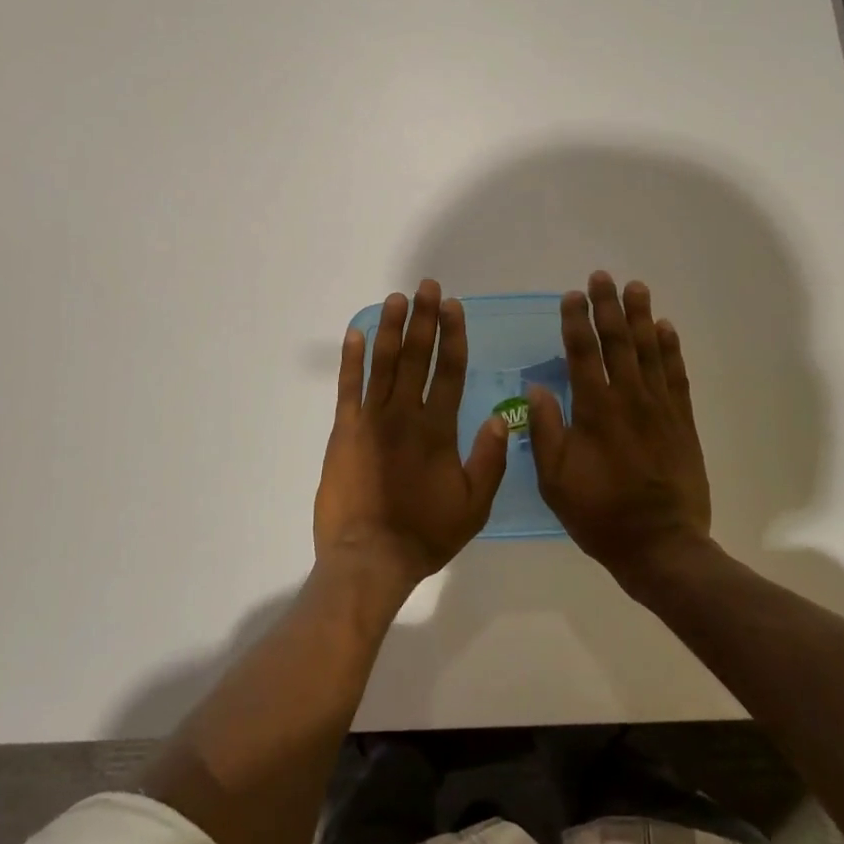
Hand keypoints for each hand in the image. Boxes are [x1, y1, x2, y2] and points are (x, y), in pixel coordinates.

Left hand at [314, 280, 508, 588]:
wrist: (369, 556)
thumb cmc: (425, 533)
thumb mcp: (474, 505)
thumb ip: (489, 459)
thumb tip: (499, 416)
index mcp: (439, 429)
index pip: (450, 371)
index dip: (453, 336)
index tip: (453, 307)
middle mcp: (406, 414)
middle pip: (417, 356)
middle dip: (423, 318)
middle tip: (427, 287)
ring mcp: (371, 419)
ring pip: (383, 363)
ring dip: (391, 328)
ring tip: (396, 298)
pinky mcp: (344, 429)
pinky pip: (348, 386)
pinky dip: (352, 358)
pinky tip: (356, 333)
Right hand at [526, 272, 713, 584]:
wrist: (661, 545)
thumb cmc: (600, 514)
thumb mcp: (555, 480)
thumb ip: (545, 431)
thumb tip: (536, 387)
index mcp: (594, 411)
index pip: (582, 354)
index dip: (576, 322)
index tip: (571, 296)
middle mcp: (629, 400)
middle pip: (617, 343)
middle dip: (608, 307)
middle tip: (603, 277)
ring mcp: (660, 409)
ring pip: (649, 352)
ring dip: (641, 317)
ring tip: (636, 288)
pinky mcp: (682, 422)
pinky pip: (677, 376)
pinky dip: (671, 350)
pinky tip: (666, 328)